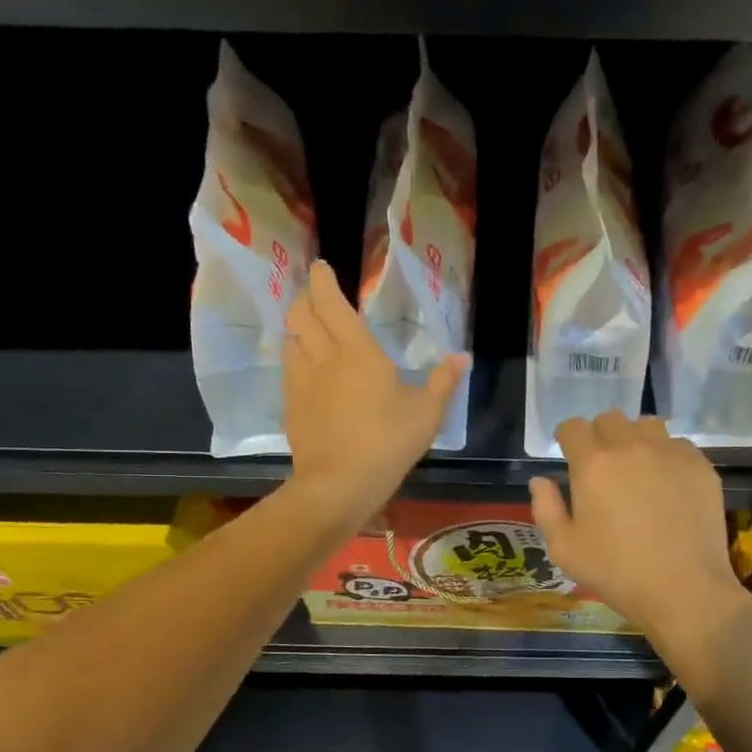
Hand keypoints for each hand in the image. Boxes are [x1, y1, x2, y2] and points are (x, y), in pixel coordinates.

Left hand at [283, 259, 468, 532]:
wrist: (339, 484)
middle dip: (305, 299)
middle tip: (316, 296)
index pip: (331, 302)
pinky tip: (306, 371)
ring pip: (290, 341)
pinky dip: (295, 359)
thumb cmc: (388, 443)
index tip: (322, 268)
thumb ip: (443, 381)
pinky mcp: (291, 407)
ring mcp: (301, 383)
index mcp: (356, 351)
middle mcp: (322, 358)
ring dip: (297, 328)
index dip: (323, 280)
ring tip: (308, 329)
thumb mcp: (427, 414)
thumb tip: (462, 357)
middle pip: (300, 315)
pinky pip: (289, 370)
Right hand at [528, 413, 749, 638]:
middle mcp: (631, 447)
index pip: (573, 427)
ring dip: (635, 439)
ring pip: (647, 426)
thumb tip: (541, 480)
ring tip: (637, 468)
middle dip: (600, 436)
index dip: (567, 438)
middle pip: (610, 419)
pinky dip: (667, 456)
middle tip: (602, 466)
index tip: (569, 455)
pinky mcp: (700, 467)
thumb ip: (546, 508)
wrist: (683, 589)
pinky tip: (668, 485)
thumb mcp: (564, 549)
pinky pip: (678, 445)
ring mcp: (670, 453)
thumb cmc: (616, 572)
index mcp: (593, 463)